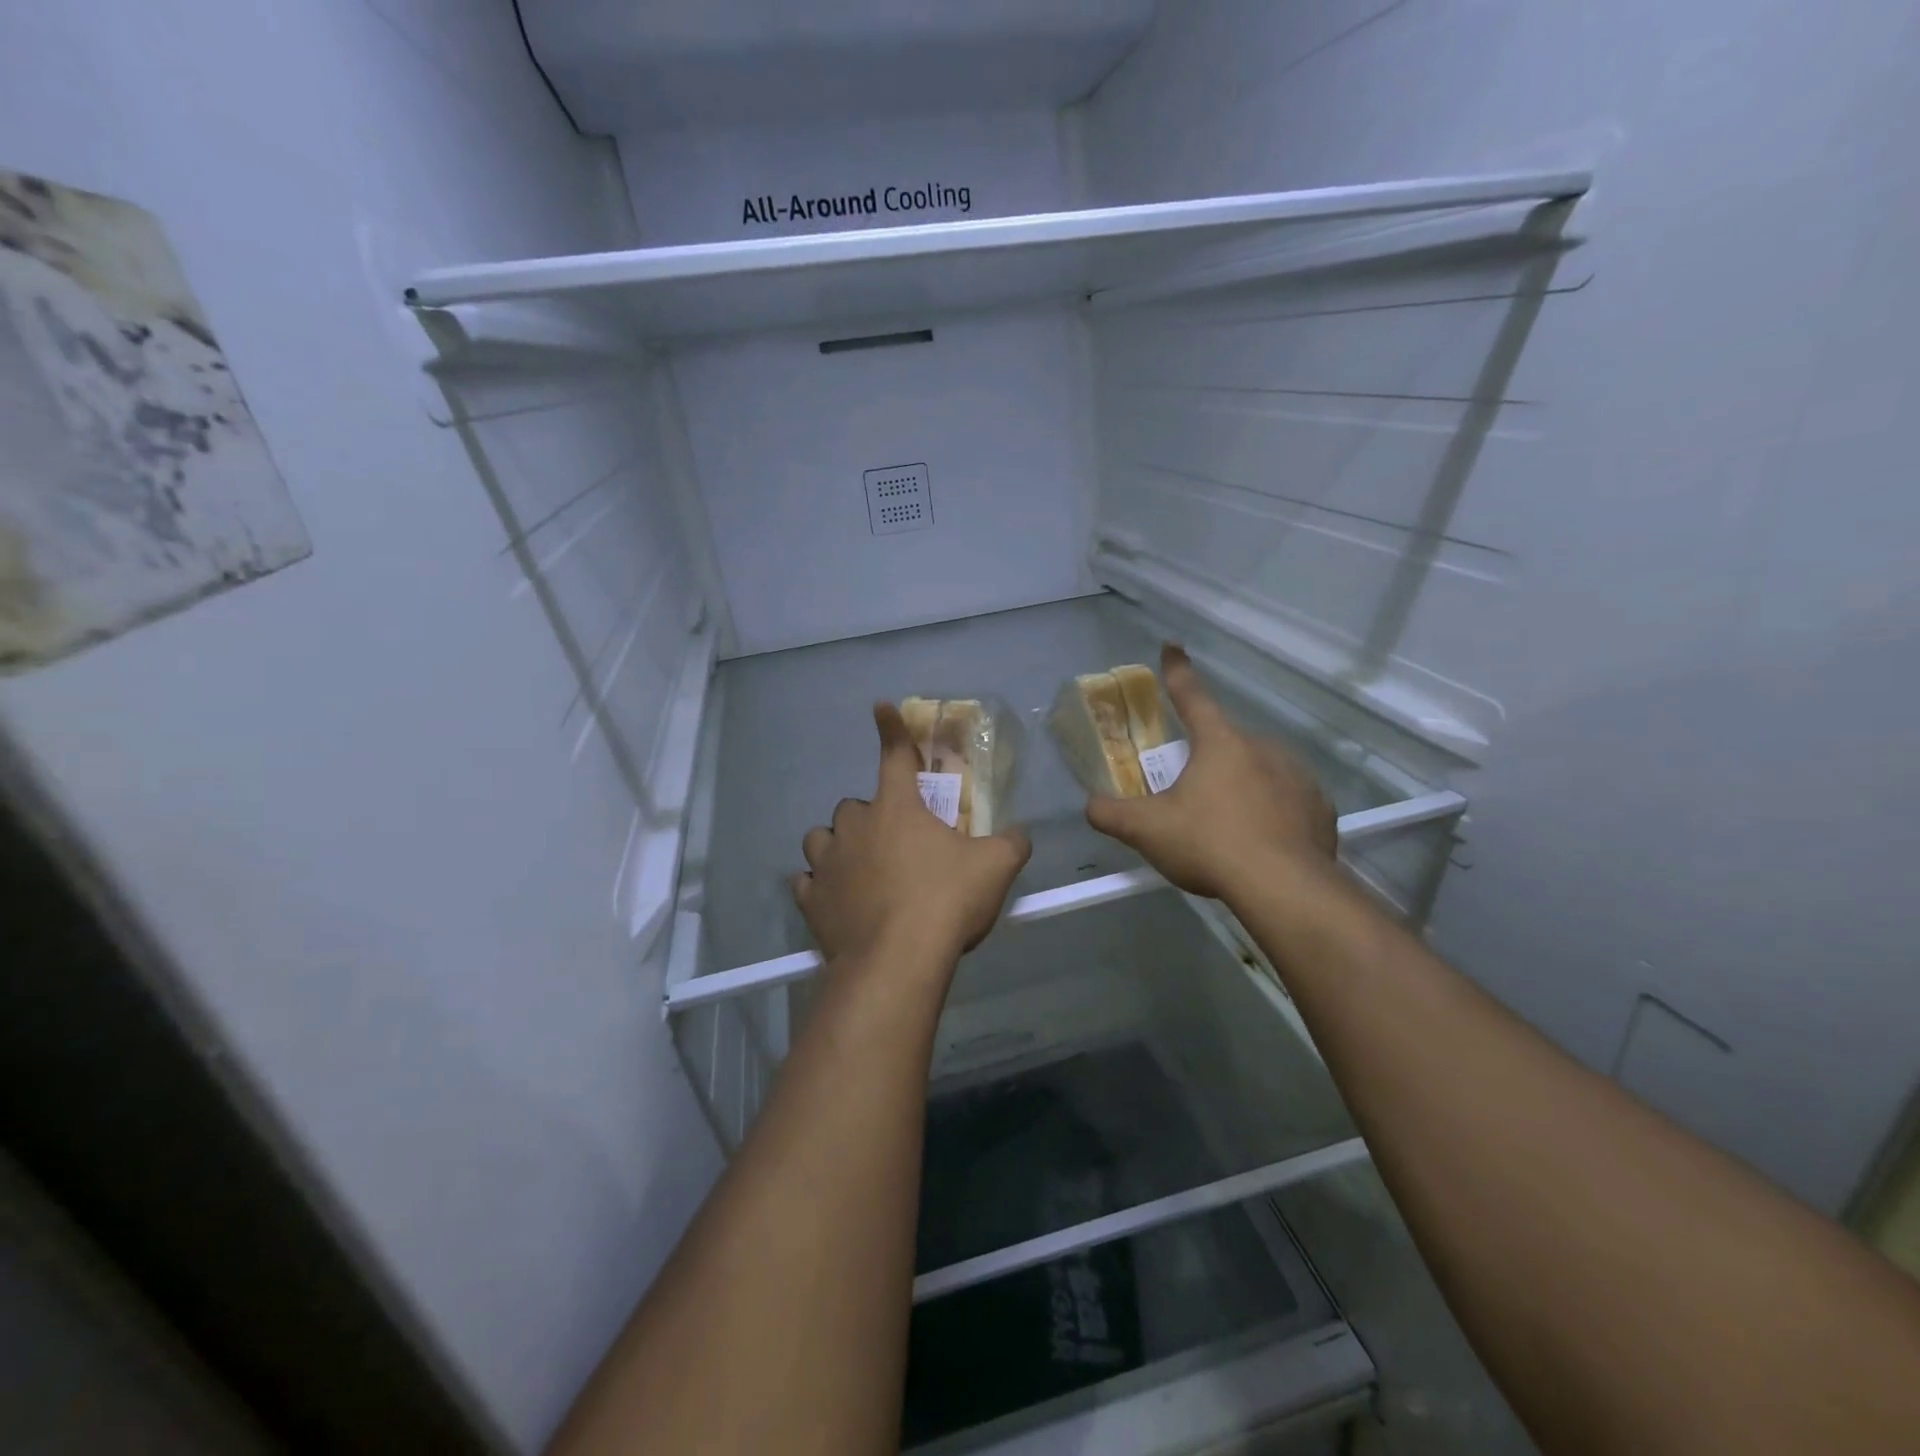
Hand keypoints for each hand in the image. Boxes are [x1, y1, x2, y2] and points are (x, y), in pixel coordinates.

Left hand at [793, 703, 1031, 974]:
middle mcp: (855, 825)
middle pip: (855, 806)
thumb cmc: (946, 901)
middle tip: (897, 845)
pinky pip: (808, 882)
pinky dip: (820, 885)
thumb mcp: (995, 868)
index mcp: (897, 807)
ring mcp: (828, 862)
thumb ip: (1011, 843)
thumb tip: (1021, 835)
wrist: (898, 961)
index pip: (895, 755)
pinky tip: (836, 900)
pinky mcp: (811, 900)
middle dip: (873, 818)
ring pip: (822, 838)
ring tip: (859, 868)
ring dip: (839, 846)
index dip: (890, 728)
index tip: (879, 706)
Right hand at [1086, 644, 1335, 900]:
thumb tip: (1091, 805)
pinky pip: (1288, 800)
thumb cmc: (1209, 844)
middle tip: (1194, 796)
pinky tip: (1262, 840)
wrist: (1284, 887)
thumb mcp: (1147, 830)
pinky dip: (1273, 812)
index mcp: (1219, 743)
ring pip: (1261, 771)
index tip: (1172, 646)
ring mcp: (1297, 776)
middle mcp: (1262, 748)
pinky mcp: (1319, 808)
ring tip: (1228, 825)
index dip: (1177, 672)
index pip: (1192, 697)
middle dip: (1209, 761)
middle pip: (1227, 743)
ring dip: (1243, 786)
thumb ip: (1111, 814)